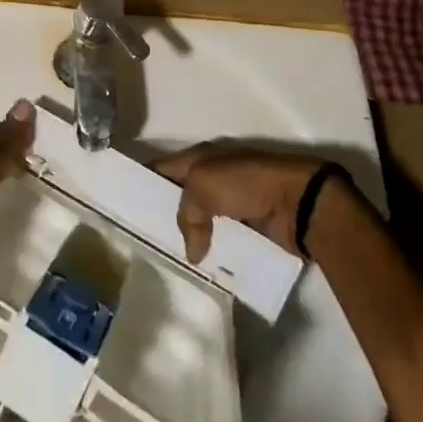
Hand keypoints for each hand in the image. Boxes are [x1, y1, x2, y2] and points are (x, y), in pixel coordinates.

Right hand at [156, 143, 329, 262]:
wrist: (297, 200)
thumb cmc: (245, 182)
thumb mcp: (203, 187)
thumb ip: (187, 215)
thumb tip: (193, 252)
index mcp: (198, 157)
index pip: (161, 168)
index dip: (143, 181)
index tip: (125, 203)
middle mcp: (212, 175)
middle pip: (180, 194)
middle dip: (164, 212)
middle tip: (143, 238)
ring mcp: (231, 199)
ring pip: (201, 218)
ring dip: (191, 234)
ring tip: (168, 257)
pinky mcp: (249, 222)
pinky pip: (223, 235)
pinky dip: (213, 247)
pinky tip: (201, 264)